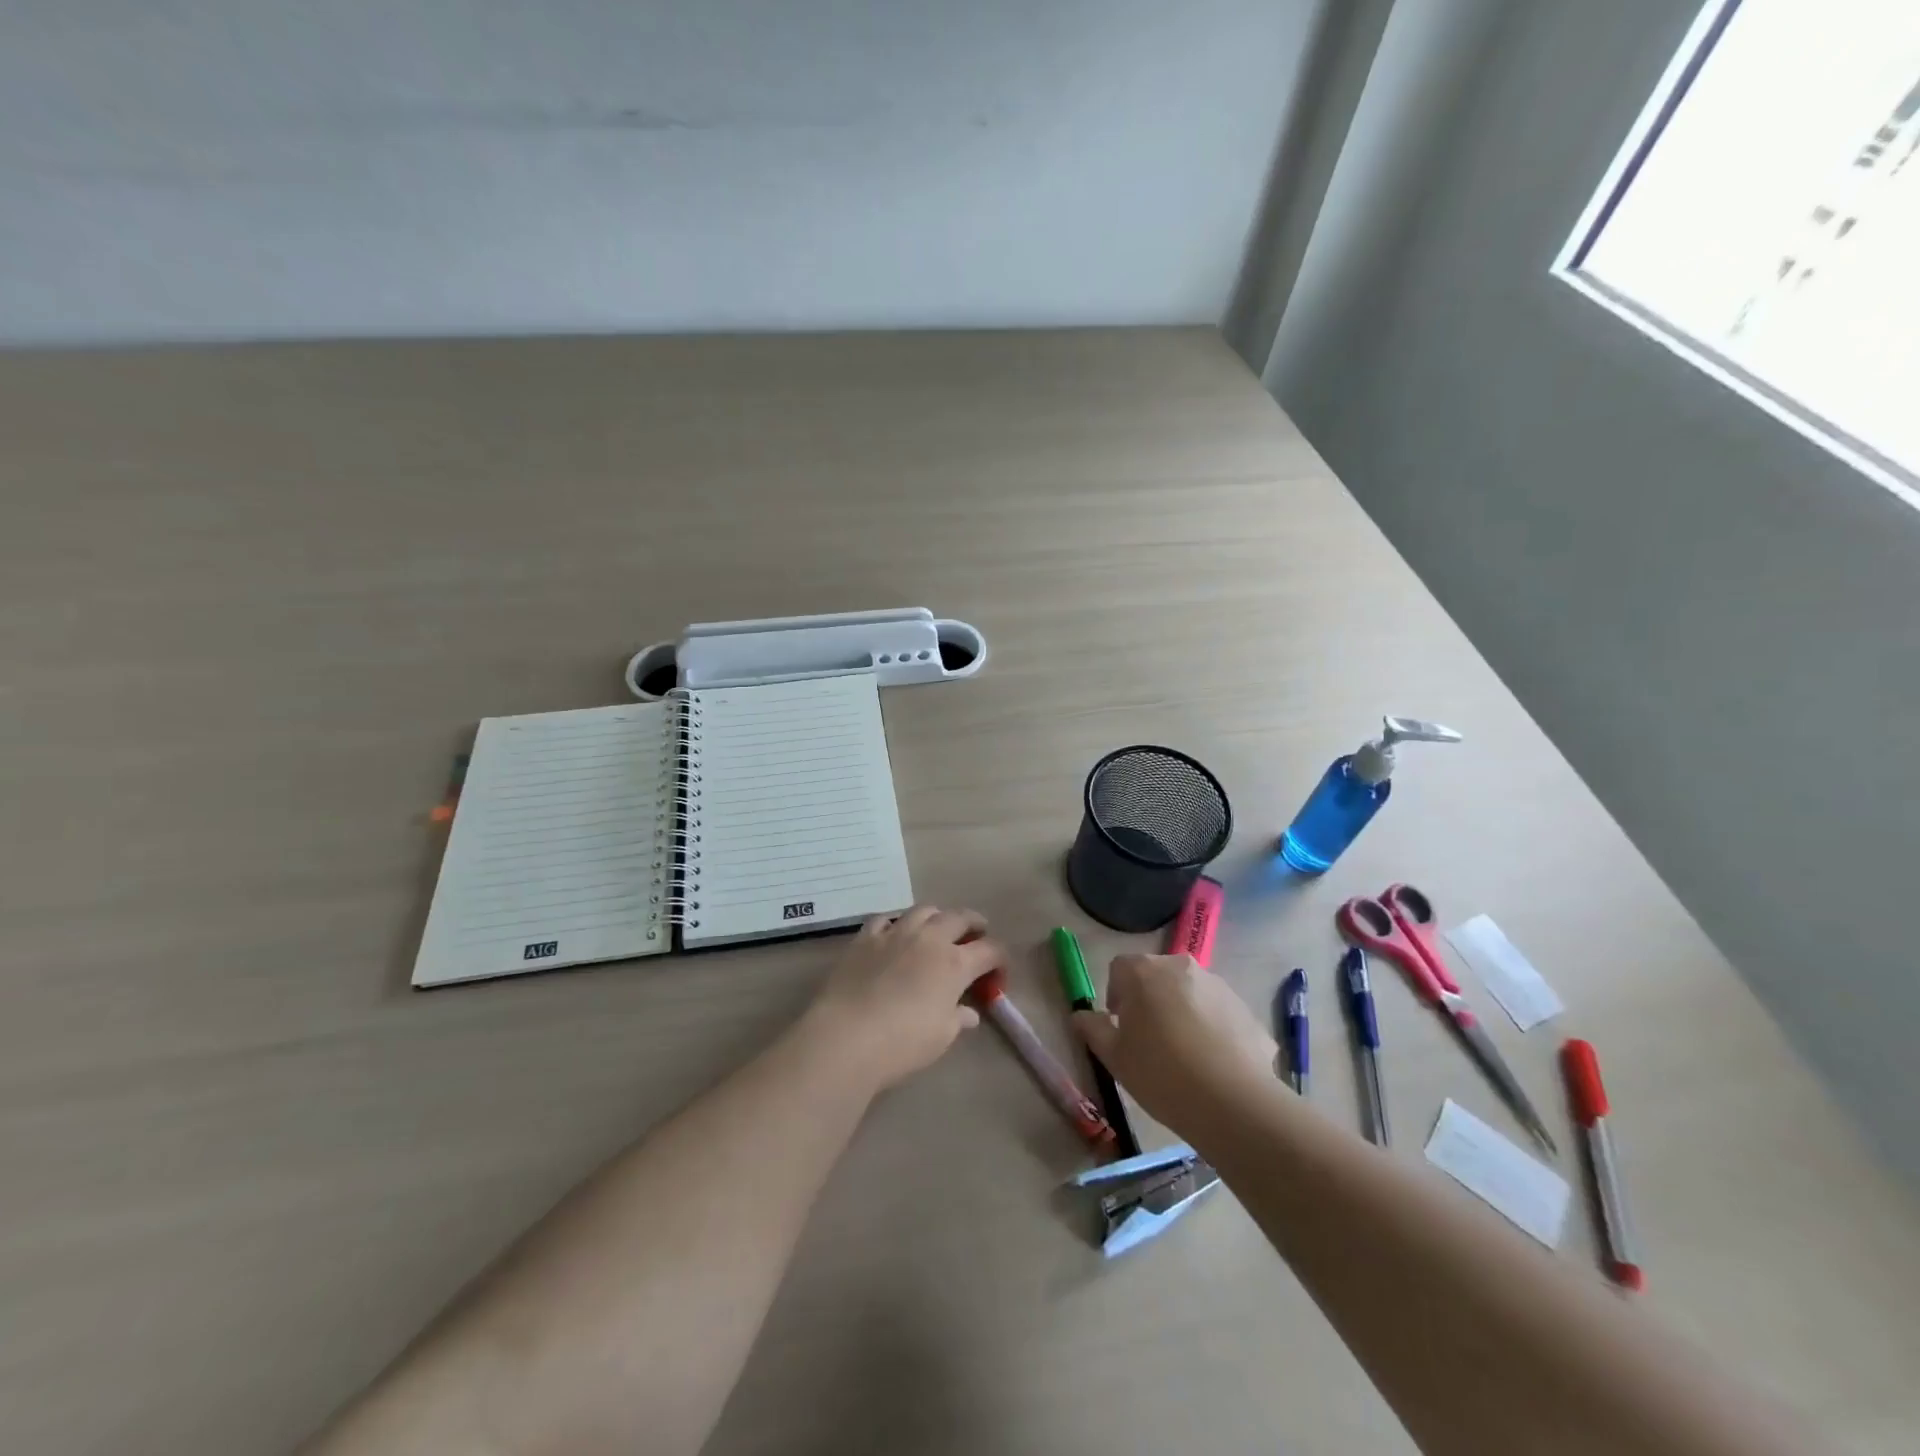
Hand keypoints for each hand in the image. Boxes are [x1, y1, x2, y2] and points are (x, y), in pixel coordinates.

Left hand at [801, 906, 1004, 1093]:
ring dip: (937, 917)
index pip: (989, 950)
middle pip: (959, 917)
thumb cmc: (903, 1042)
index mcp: (955, 963)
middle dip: (974, 923)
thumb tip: (968, 1013)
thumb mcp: (941, 1037)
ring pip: (923, 911)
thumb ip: (958, 1019)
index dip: (999, 958)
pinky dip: (896, 923)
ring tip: (938, 927)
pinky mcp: (865, 938)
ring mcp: (895, 934)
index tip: (999, 970)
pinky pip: (885, 919)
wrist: (847, 1036)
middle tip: (978, 932)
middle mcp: (929, 939)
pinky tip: (895, 933)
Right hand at [1073, 953, 1276, 1126]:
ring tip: (1184, 1056)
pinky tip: (1213, 1065)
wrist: (1233, 1102)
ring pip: (1190, 993)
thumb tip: (1080, 1015)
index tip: (1120, 1026)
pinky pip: (1219, 1013)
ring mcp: (1218, 985)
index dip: (1115, 994)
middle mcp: (1182, 967)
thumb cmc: (1160, 1074)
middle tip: (1149, 1039)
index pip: (1120, 967)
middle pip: (1157, 976)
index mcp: (1145, 972)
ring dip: (1182, 1011)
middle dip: (1150, 999)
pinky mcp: (1245, 1009)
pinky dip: (1212, 1029)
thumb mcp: (1115, 1057)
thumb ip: (1093, 1029)